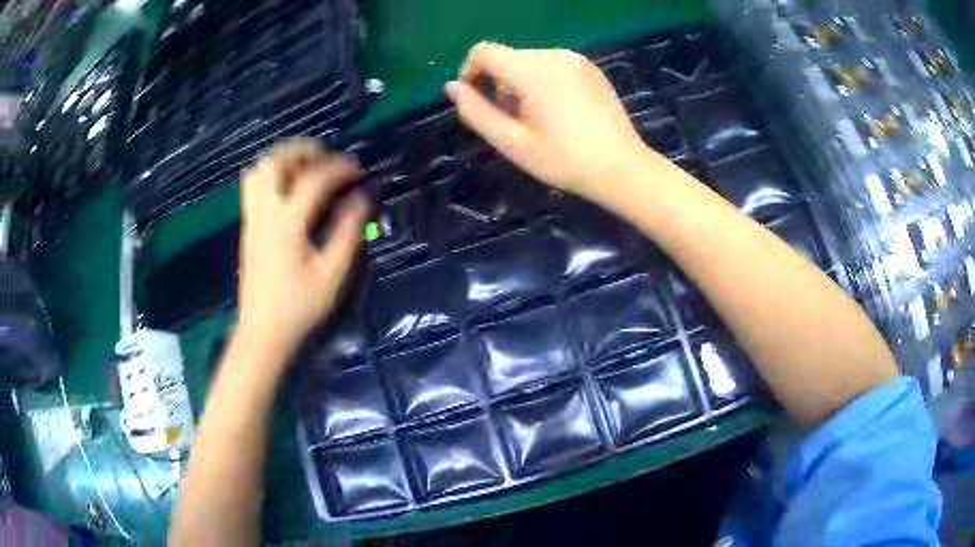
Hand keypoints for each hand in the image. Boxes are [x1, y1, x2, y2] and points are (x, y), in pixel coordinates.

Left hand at [237, 140, 368, 356]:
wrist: (263, 331)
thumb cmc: (300, 305)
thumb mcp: (332, 272)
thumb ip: (348, 230)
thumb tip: (362, 196)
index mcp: (287, 223)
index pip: (313, 179)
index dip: (339, 168)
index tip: (358, 169)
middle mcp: (265, 213)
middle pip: (274, 162)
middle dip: (302, 151)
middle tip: (326, 157)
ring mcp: (253, 219)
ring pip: (259, 171)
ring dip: (284, 160)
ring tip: (308, 168)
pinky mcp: (249, 227)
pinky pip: (255, 186)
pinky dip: (274, 175)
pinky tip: (291, 188)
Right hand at [445, 42, 648, 201]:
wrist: (622, 168)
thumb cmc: (563, 160)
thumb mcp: (511, 142)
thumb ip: (476, 111)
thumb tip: (452, 87)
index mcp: (530, 69)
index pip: (483, 52)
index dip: (470, 73)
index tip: (477, 102)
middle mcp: (552, 54)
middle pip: (507, 58)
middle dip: (498, 84)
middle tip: (511, 122)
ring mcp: (575, 59)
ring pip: (529, 62)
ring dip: (520, 84)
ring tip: (536, 119)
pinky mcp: (591, 69)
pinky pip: (553, 66)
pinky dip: (543, 82)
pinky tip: (558, 112)